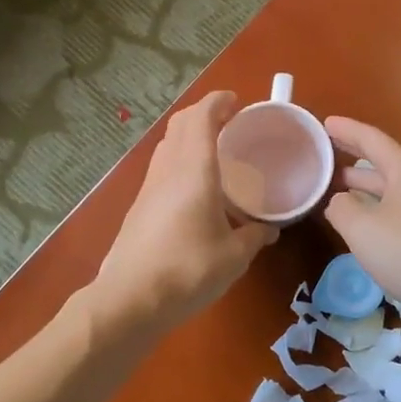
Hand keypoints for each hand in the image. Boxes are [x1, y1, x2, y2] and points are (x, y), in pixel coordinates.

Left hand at [94, 91, 277, 337]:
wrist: (130, 299)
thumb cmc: (188, 270)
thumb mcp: (234, 256)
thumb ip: (255, 237)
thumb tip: (270, 229)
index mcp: (194, 170)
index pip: (202, 117)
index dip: (218, 102)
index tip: (237, 102)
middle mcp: (168, 169)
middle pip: (181, 124)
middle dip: (204, 114)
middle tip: (230, 123)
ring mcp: (148, 187)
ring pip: (168, 144)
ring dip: (189, 136)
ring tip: (215, 152)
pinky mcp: (139, 207)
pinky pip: (162, 168)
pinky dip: (180, 160)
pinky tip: (195, 187)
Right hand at [323, 117, 400, 324]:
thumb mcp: (362, 228)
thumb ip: (341, 208)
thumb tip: (339, 201)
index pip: (370, 139)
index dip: (345, 129)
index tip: (323, 122)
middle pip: (380, 161)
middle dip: (351, 157)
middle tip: (322, 155)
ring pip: (387, 188)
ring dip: (361, 186)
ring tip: (332, 187)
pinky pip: (395, 209)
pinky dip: (373, 207)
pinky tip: (360, 221)